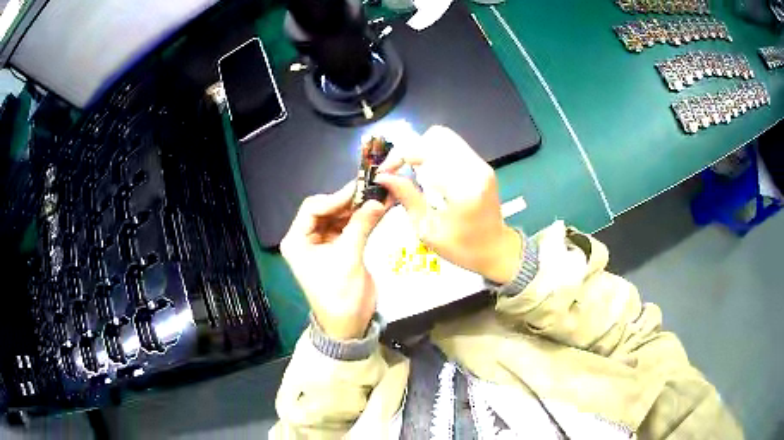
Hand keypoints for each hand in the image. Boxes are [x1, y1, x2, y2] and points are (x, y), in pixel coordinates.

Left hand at [280, 183, 389, 339]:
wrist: (349, 325)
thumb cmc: (341, 295)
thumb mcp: (348, 259)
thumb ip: (360, 226)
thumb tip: (377, 200)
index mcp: (297, 241)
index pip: (313, 208)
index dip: (336, 197)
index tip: (360, 190)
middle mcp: (306, 238)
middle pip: (327, 209)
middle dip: (349, 201)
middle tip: (373, 189)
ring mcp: (323, 243)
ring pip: (340, 216)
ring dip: (358, 208)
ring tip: (380, 195)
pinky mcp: (339, 248)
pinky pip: (350, 227)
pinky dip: (363, 219)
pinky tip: (379, 209)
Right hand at [374, 126, 521, 283]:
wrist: (496, 249)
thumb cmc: (462, 248)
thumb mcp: (428, 230)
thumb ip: (407, 198)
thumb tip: (383, 177)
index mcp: (463, 188)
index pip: (426, 153)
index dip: (399, 157)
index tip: (384, 172)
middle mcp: (475, 168)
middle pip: (436, 136)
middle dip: (411, 149)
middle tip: (397, 168)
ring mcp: (481, 164)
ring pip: (445, 137)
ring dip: (422, 148)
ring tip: (410, 169)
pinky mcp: (481, 165)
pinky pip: (453, 146)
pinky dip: (434, 152)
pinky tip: (426, 171)